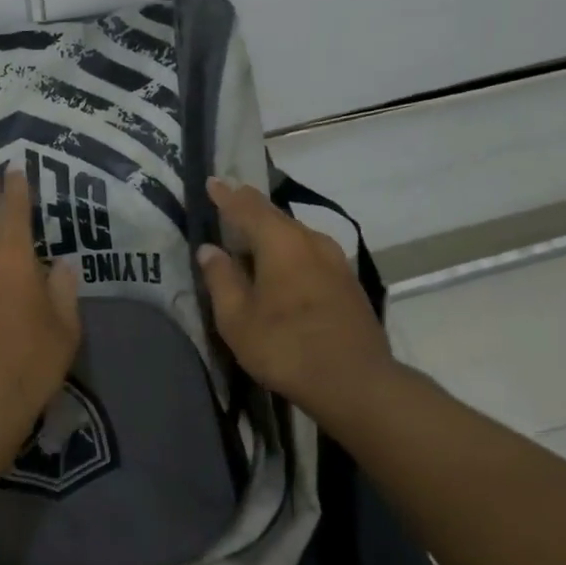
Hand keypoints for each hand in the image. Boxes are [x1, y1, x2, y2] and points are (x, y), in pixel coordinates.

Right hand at [196, 178, 395, 430]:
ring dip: (271, 231)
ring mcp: (335, 260)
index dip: (226, 195)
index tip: (212, 182)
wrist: (355, 382)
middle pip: (275, 216)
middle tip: (229, 201)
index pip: (247, 207)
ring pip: (295, 234)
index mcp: (281, 242)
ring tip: (250, 235)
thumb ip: (221, 279)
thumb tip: (210, 249)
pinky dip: (288, 250)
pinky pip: (309, 252)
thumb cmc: (286, 348)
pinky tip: (280, 265)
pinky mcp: (347, 281)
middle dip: (250, 208)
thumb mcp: (238, 319)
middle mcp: (312, 241)